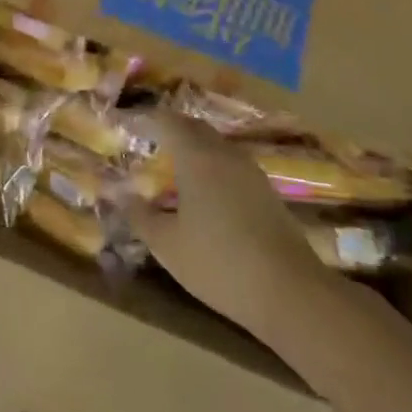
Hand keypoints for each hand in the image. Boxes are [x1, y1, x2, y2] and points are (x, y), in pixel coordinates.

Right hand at [125, 110, 331, 341]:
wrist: (291, 292)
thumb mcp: (167, 245)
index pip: (166, 120)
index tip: (128, 124)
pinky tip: (205, 194)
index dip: (146, 118)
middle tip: (149, 142)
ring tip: (174, 167)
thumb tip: (121, 196)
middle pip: (193, 127)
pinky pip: (231, 165)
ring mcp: (250, 171)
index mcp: (196, 156)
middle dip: (170, 129)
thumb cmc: (219, 263)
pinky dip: (212, 167)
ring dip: (194, 148)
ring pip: (216, 145)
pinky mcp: (267, 192)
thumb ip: (140, 216)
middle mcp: (224, 153)